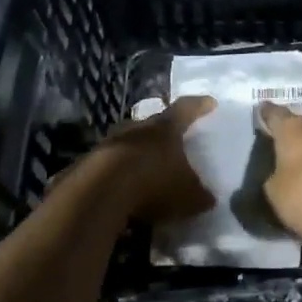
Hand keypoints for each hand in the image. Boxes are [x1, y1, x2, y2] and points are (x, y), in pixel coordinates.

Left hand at [98, 95, 216, 224]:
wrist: (101, 192)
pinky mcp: (91, 163)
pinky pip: (112, 165)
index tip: (210, 103)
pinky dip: (121, 174)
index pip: (186, 109)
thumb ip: (200, 195)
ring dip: (139, 153)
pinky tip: (126, 189)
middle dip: (164, 132)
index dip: (199, 106)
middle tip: (174, 140)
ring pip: (130, 143)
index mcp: (166, 128)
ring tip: (149, 168)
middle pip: (154, 124)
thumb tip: (208, 198)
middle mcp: (138, 128)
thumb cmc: (154, 183)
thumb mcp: (188, 195)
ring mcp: (111, 143)